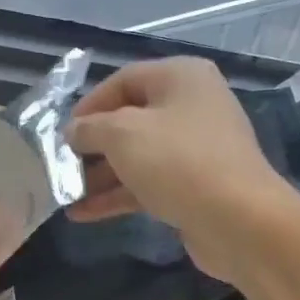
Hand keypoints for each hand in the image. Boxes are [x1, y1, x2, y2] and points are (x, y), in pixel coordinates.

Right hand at [66, 58, 293, 283]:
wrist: (240, 221)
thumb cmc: (178, 162)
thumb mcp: (122, 135)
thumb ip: (89, 128)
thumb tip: (73, 132)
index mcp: (181, 78)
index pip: (123, 80)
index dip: (88, 105)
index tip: (61, 133)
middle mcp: (192, 106)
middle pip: (129, 120)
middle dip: (91, 145)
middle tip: (60, 165)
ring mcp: (196, 149)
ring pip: (137, 156)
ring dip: (100, 175)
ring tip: (64, 194)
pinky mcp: (196, 186)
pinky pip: (149, 183)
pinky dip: (118, 195)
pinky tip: (83, 213)